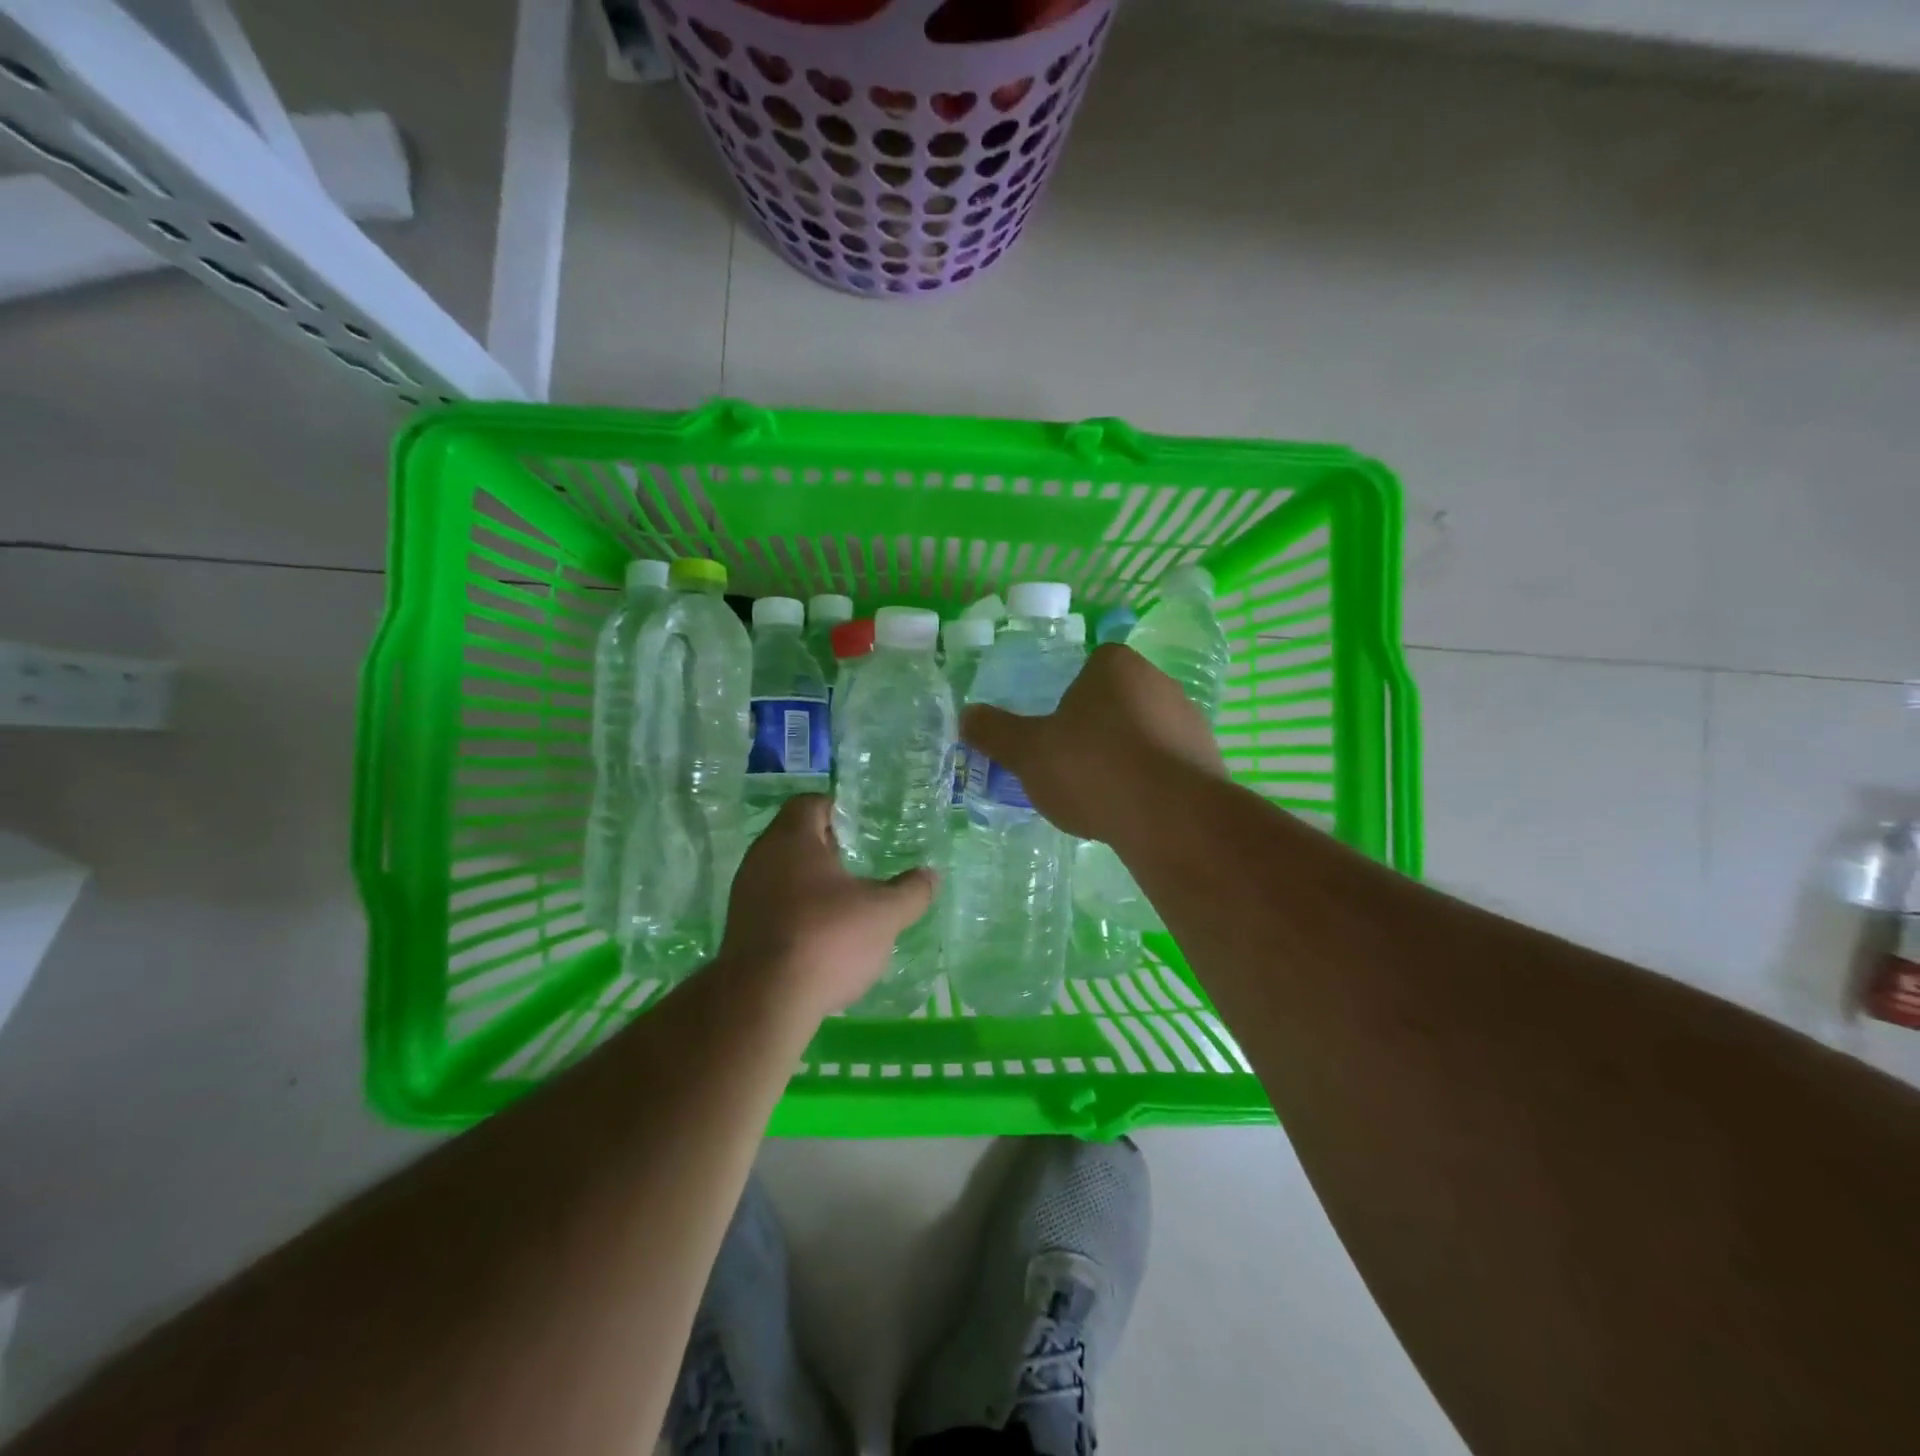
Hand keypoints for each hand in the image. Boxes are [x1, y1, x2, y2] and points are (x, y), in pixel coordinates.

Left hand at [717, 795, 936, 1020]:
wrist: (763, 1003)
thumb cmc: (826, 939)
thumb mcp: (884, 914)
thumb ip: (911, 891)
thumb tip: (931, 875)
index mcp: (791, 839)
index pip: (811, 803)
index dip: (839, 809)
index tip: (864, 827)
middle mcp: (760, 858)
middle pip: (796, 838)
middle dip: (829, 848)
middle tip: (863, 862)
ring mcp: (745, 895)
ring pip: (784, 874)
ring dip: (813, 883)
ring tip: (848, 902)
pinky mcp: (740, 930)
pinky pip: (774, 906)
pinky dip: (799, 911)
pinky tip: (824, 935)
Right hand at [959, 644, 1226, 843]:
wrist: (1171, 818)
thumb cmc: (1092, 768)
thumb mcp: (1028, 752)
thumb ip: (995, 732)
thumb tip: (966, 715)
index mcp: (1116, 666)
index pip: (1089, 665)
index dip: (1067, 695)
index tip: (1053, 730)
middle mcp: (1159, 682)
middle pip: (1116, 700)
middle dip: (1094, 728)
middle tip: (1068, 763)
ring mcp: (1190, 722)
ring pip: (1143, 734)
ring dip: (1122, 757)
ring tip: (1097, 795)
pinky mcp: (1208, 762)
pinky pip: (1166, 766)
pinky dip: (1147, 783)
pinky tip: (1129, 811)